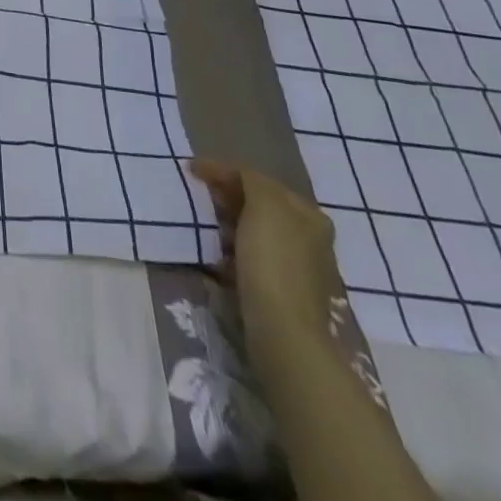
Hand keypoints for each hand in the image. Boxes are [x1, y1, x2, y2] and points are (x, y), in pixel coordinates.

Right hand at [189, 158, 340, 345]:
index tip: (192, 170)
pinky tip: (217, 258)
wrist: (282, 331)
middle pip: (257, 205)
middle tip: (198, 196)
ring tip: (204, 226)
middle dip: (226, 198)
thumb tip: (235, 176)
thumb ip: (251, 180)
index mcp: (308, 214)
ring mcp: (296, 266)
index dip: (224, 171)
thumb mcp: (264, 205)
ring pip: (252, 231)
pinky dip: (231, 252)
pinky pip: (250, 258)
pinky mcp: (281, 290)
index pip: (259, 179)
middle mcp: (308, 238)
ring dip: (226, 225)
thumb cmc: (273, 261)